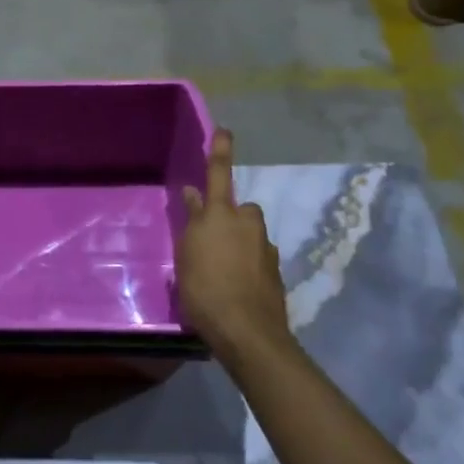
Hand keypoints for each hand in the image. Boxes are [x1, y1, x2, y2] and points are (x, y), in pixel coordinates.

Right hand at [176, 129, 290, 365]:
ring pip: (250, 237)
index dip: (220, 150)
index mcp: (221, 214)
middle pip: (240, 210)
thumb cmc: (205, 289)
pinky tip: (236, 288)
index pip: (219, 173)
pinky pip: (257, 260)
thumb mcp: (187, 255)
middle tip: (213, 241)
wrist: (248, 333)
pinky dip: (249, 268)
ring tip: (222, 272)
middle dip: (231, 218)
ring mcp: (265, 249)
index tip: (225, 130)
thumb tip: (193, 194)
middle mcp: (247, 224)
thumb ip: (192, 222)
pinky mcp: (276, 274)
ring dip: (240, 245)